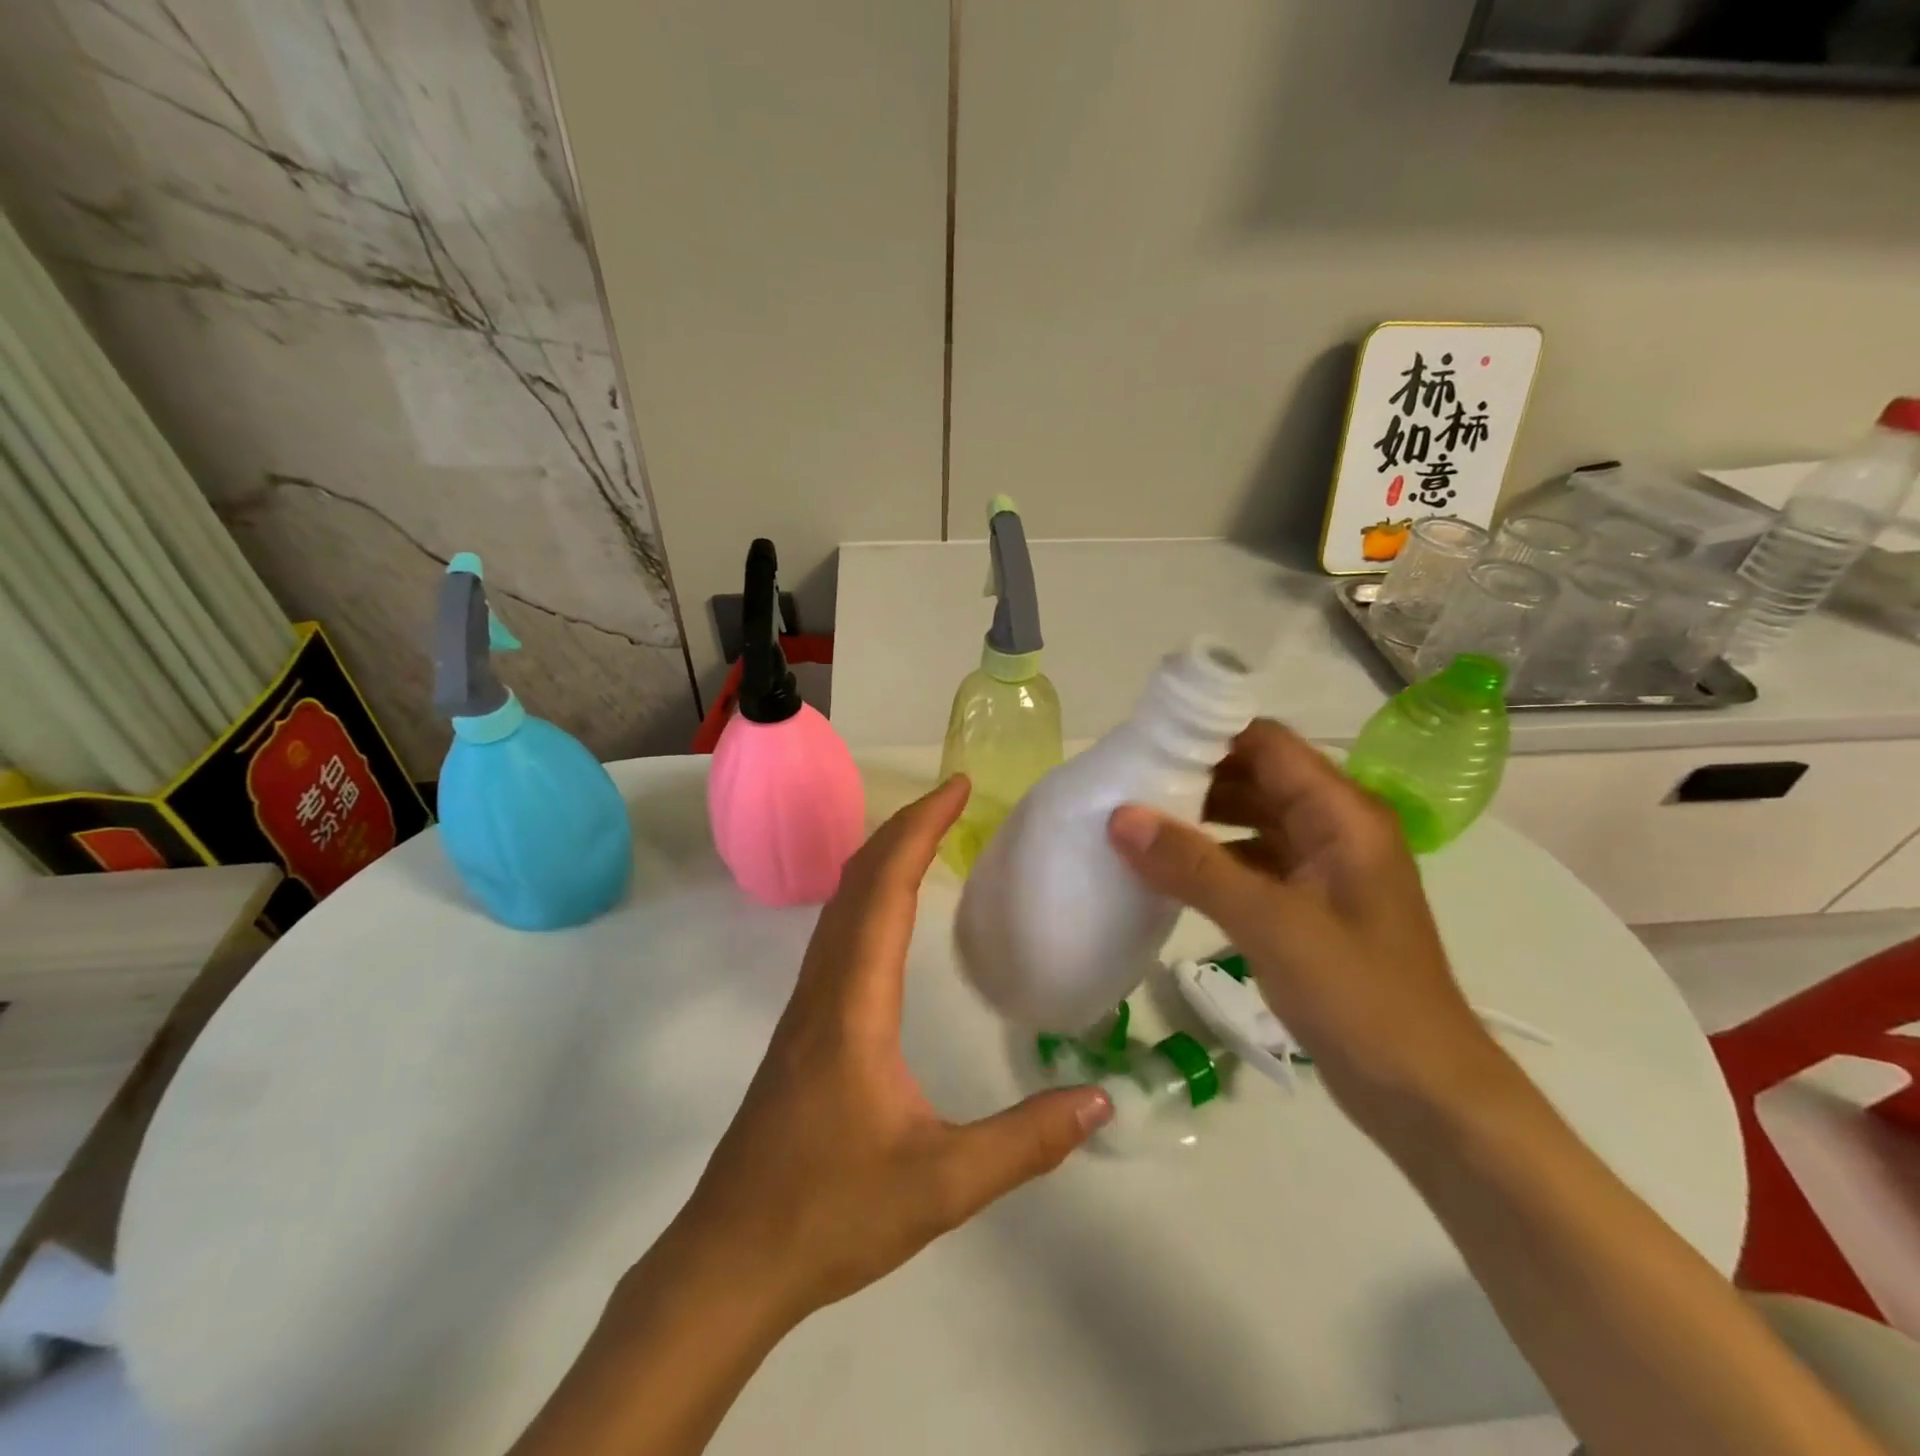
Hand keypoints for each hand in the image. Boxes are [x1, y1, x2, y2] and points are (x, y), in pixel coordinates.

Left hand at [674, 775, 1112, 1330]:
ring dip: (883, 856)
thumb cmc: (830, 1214)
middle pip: (859, 879)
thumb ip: (1025, 1141)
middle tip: (955, 798)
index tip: (958, 787)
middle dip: (906, 826)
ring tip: (929, 835)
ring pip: (841, 904)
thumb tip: (1100, 1098)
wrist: (729, 1259)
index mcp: (854, 1003)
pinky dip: (869, 894)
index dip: (921, 829)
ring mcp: (808, 1005)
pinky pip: (837, 933)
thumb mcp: (942, 1184)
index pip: (886, 889)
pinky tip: (890, 912)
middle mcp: (824, 986)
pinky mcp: (804, 1027)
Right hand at [1106, 719, 1503, 1122]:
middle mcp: (1336, 828)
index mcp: (1342, 814)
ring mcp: (1324, 869)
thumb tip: (1120, 817)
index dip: (1209, 734)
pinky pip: (1254, 861)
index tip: (1144, 745)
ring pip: (1253, 819)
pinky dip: (1213, 859)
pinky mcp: (1310, 905)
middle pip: (1258, 776)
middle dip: (1195, 777)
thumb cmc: (1359, 996)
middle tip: (1127, 785)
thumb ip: (1194, 866)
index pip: (1268, 744)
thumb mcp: (1270, 924)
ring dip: (1201, 818)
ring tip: (1137, 823)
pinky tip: (1169, 873)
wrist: (1424, 1092)